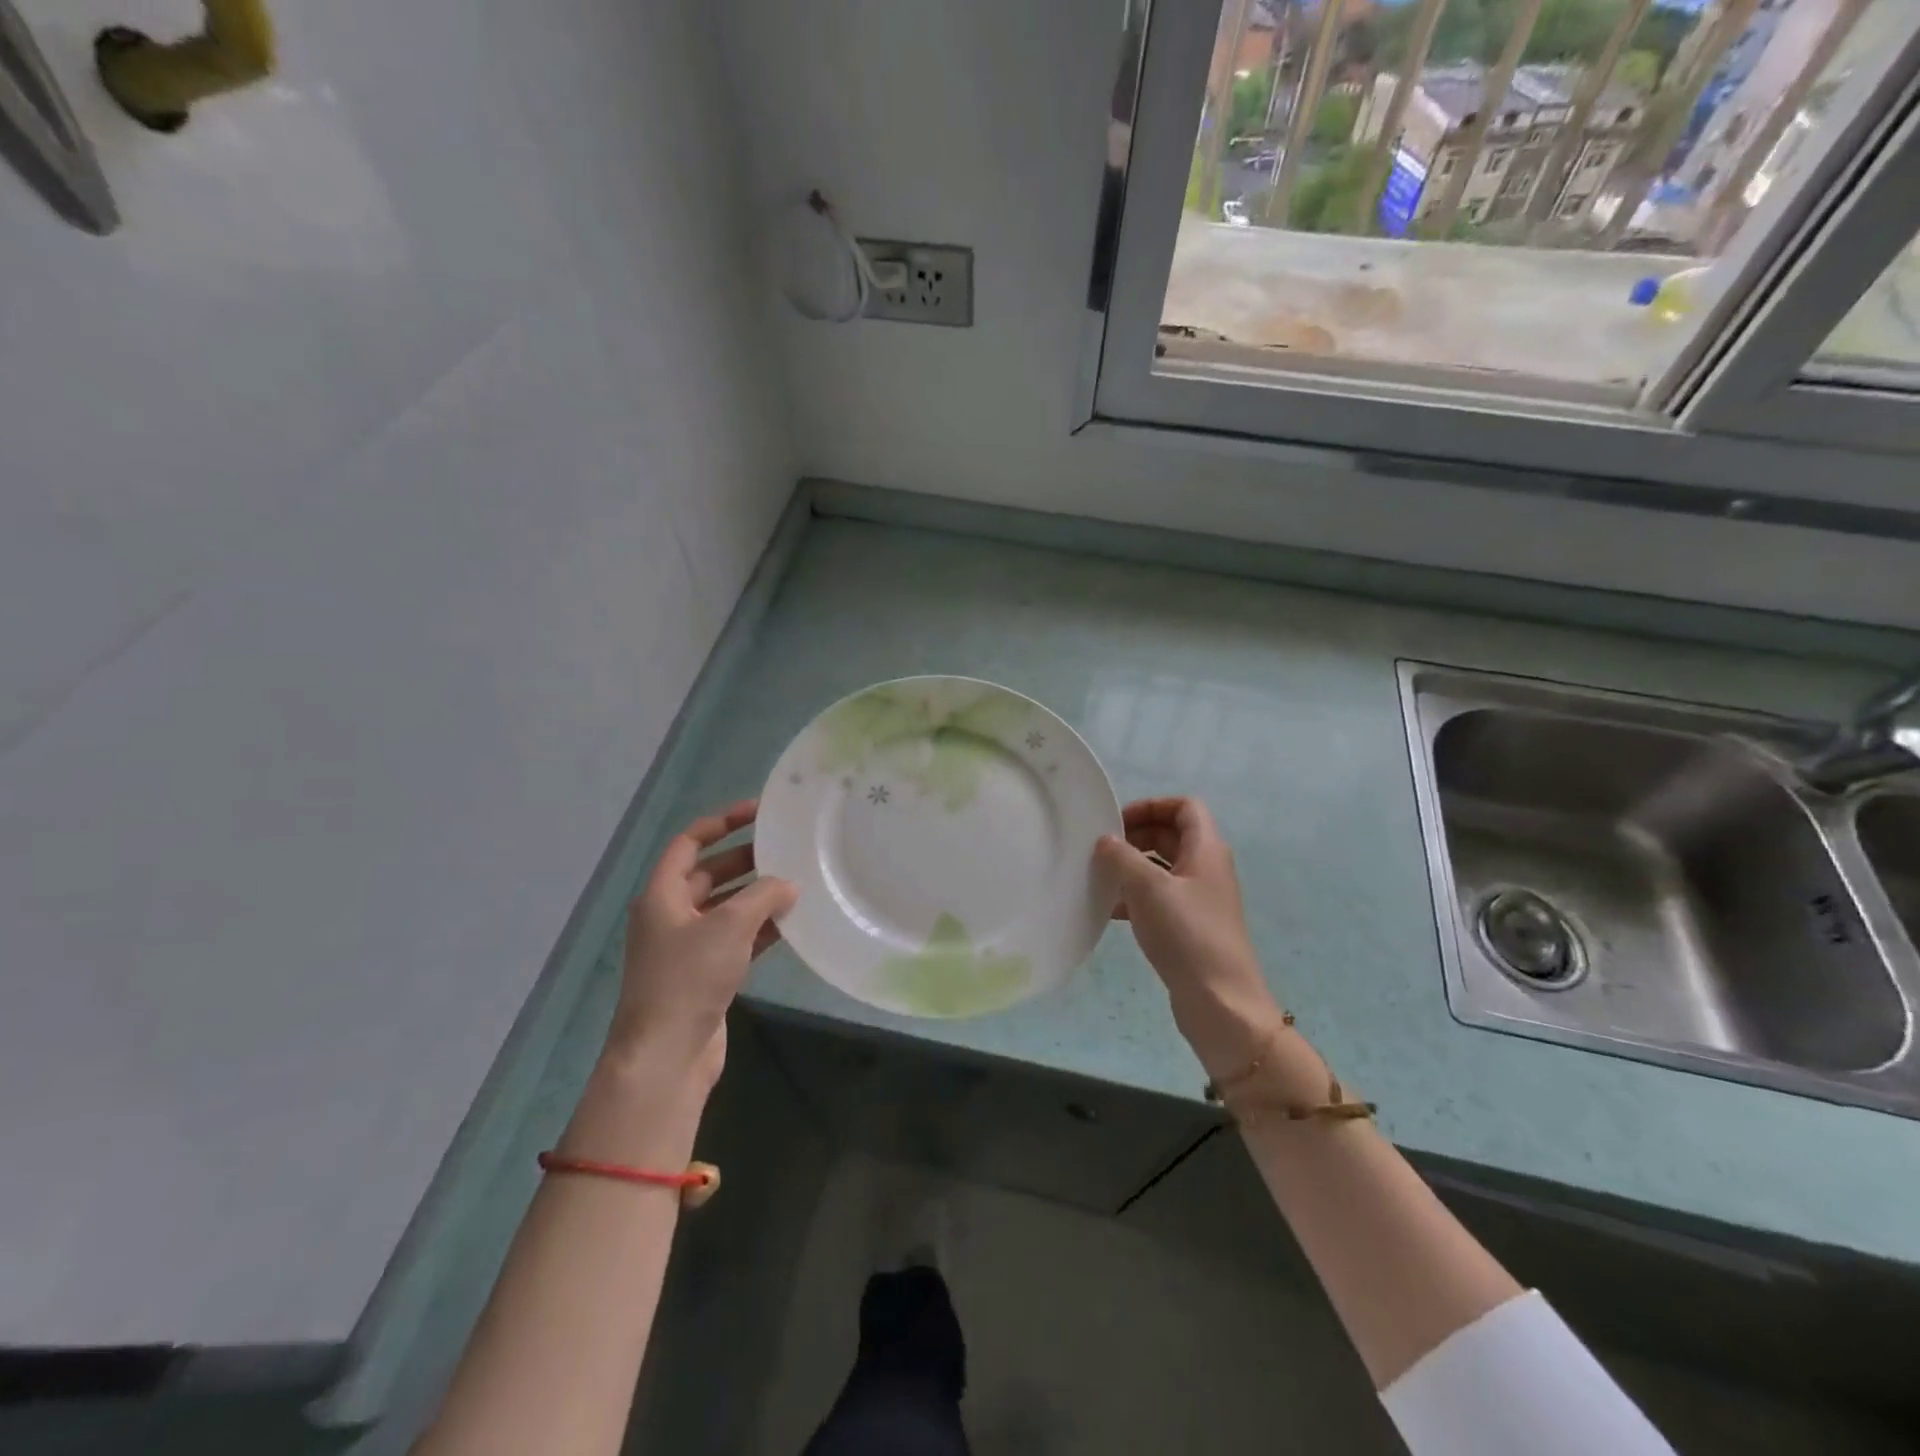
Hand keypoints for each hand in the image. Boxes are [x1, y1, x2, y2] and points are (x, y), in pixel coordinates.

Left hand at [609, 801, 797, 1083]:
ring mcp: (688, 946)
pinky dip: (760, 928)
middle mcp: (671, 915)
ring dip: (757, 895)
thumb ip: (762, 896)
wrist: (667, 1054)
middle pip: (710, 873)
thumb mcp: (729, 926)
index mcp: (662, 895)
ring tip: (797, 882)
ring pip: (726, 907)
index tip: (757, 812)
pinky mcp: (705, 973)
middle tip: (785, 848)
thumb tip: (787, 885)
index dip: (721, 822)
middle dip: (746, 859)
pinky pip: (736, 938)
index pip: (689, 842)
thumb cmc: (689, 978)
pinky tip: (791, 923)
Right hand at [1095, 797, 1285, 1079]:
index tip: (1117, 823)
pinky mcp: (1190, 927)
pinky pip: (1160, 898)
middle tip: (1102, 850)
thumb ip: (1122, 857)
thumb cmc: (1186, 934)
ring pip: (1162, 868)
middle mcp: (1207, 869)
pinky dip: (1136, 897)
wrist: (1220, 1002)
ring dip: (1132, 868)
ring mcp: (1200, 900)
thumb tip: (1105, 841)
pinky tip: (1110, 911)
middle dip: (1136, 837)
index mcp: (1206, 850)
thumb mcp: (1147, 888)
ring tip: (1100, 879)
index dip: (1151, 806)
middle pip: (1171, 835)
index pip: (1184, 807)